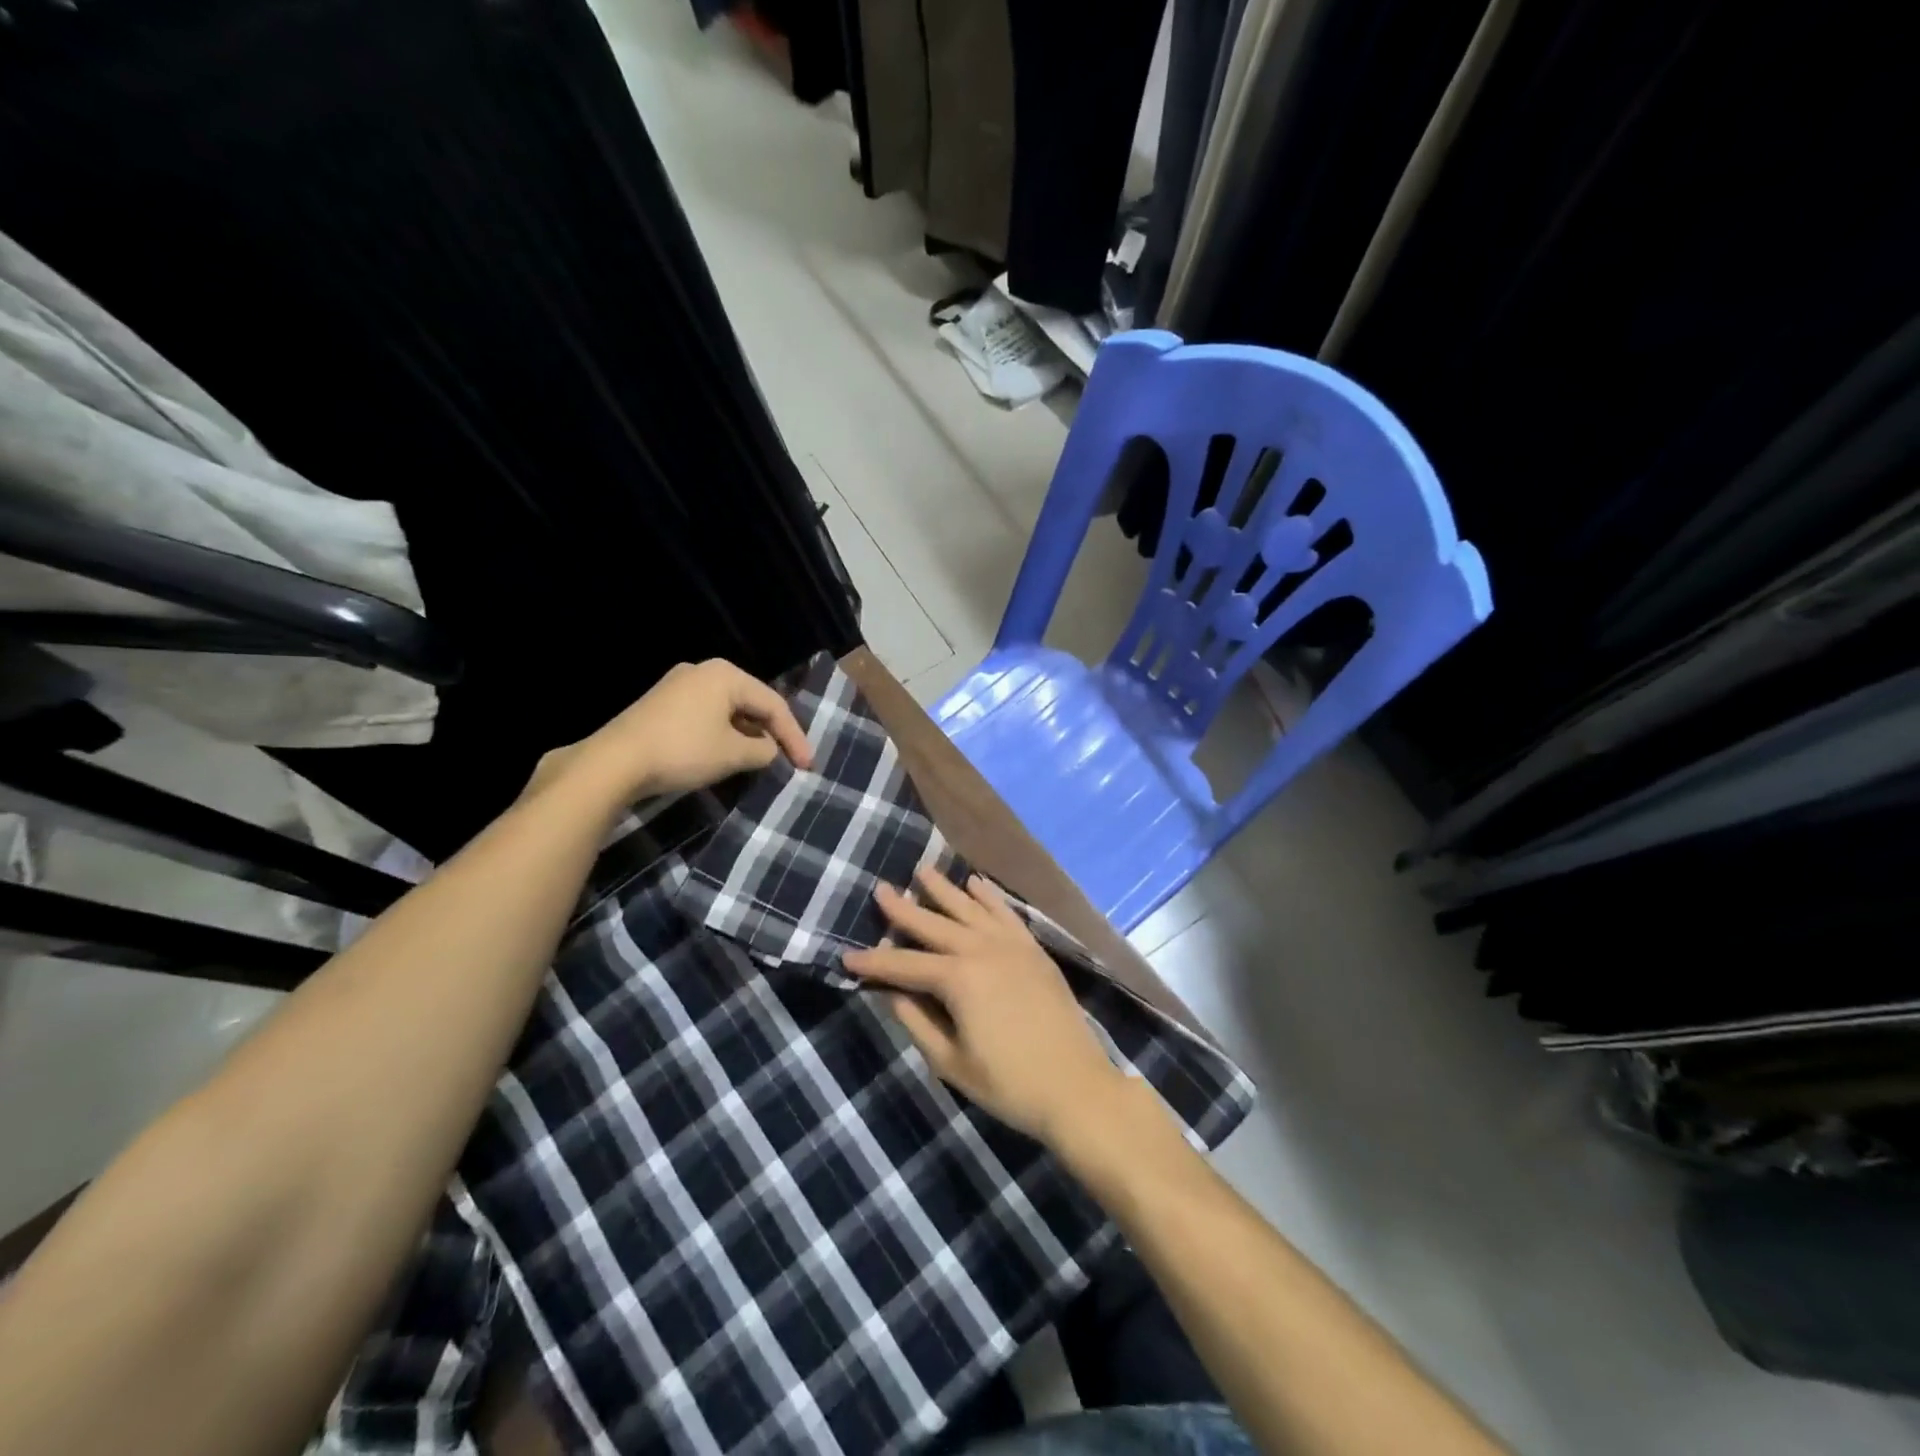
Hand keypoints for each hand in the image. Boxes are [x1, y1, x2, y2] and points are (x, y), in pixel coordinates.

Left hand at [527, 659, 811, 803]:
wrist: (614, 763)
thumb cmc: (683, 751)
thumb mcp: (733, 754)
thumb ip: (764, 750)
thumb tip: (769, 750)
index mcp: (726, 675)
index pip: (774, 704)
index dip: (795, 736)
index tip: (807, 766)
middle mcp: (703, 671)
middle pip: (751, 702)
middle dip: (772, 732)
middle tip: (790, 759)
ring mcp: (678, 686)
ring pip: (728, 709)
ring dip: (748, 734)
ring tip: (763, 759)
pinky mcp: (661, 705)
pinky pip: (706, 715)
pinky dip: (724, 733)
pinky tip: (728, 753)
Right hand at [843, 866, 1127, 1143]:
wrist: (1077, 1087)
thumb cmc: (1009, 1084)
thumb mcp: (951, 1062)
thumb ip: (918, 1023)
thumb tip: (891, 993)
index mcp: (958, 979)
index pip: (904, 965)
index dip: (874, 962)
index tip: (846, 956)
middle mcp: (982, 950)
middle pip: (935, 924)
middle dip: (905, 909)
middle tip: (881, 889)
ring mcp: (1012, 946)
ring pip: (970, 909)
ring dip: (945, 890)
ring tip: (923, 870)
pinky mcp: (1034, 950)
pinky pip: (1006, 913)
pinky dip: (989, 896)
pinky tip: (976, 883)